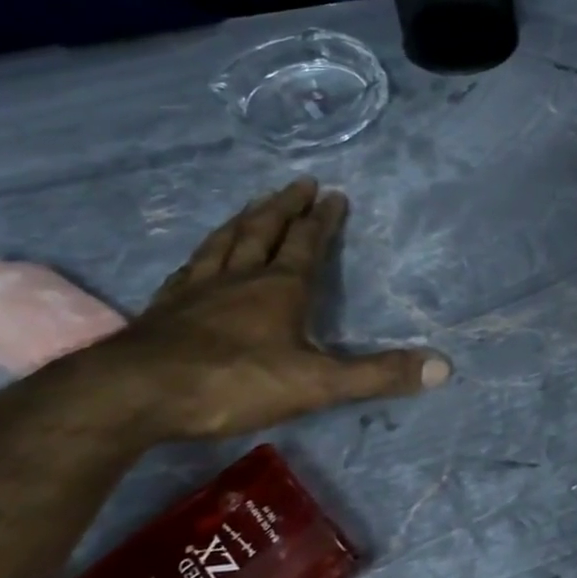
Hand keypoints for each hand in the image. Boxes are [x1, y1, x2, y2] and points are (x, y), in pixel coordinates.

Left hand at [61, 179, 447, 440]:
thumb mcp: (317, 384)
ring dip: (244, 219)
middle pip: (264, 230)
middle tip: (298, 182)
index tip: (334, 194)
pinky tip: (201, 255)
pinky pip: (190, 267)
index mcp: (280, 287)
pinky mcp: (164, 308)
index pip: (307, 242)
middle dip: (285, 206)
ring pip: (225, 242)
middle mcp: (240, 277)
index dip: (323, 219)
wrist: (131, 396)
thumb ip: (378, 374)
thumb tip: (445, 366)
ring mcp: (196, 290)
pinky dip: (204, 252)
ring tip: (254, 203)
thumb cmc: (233, 382)